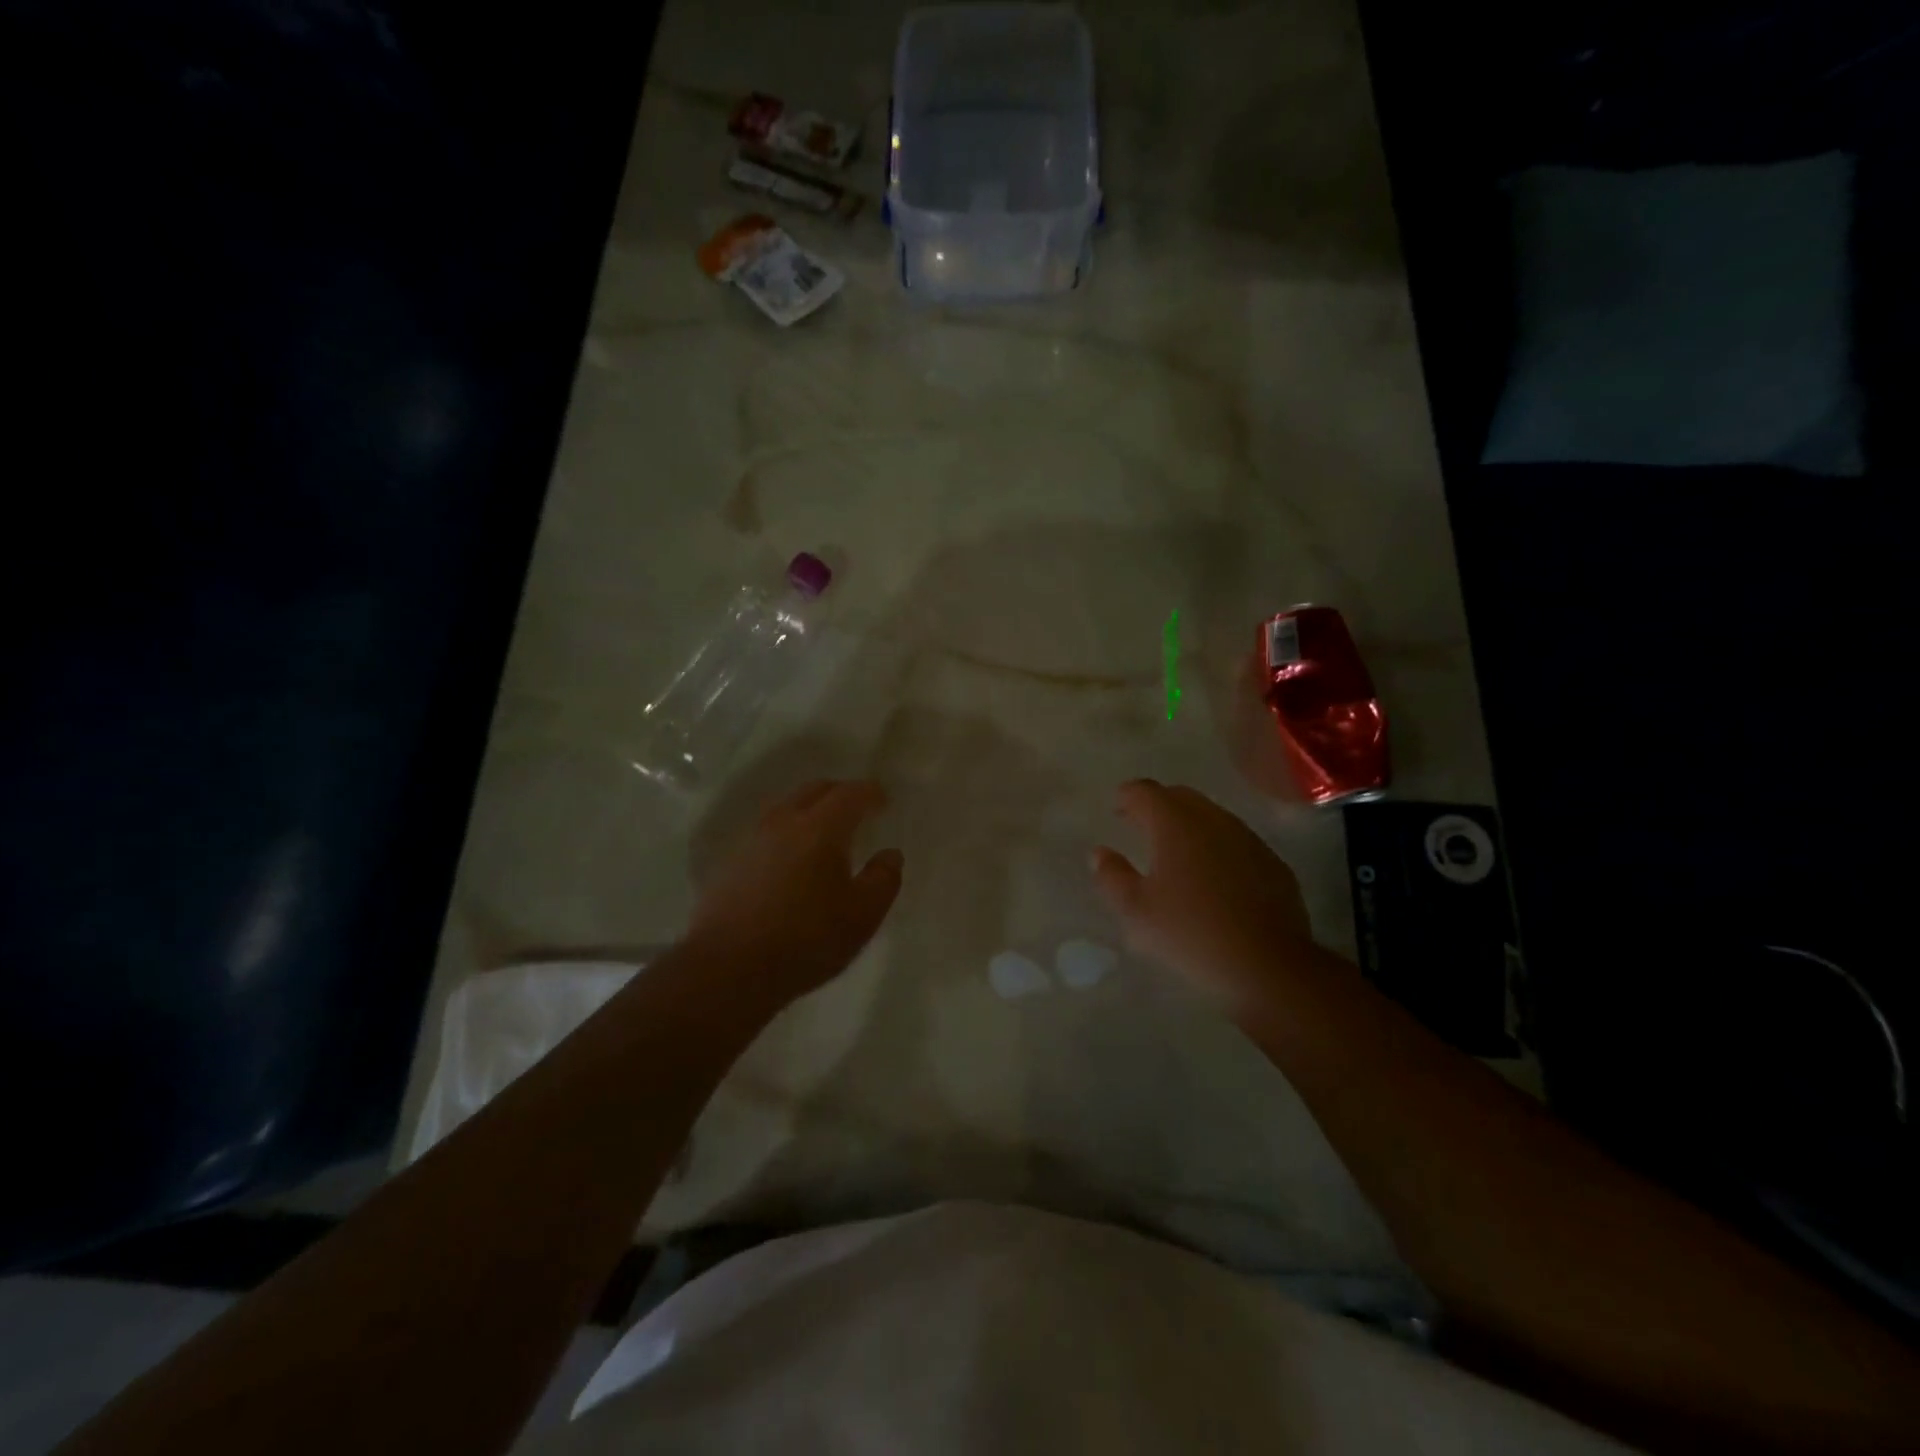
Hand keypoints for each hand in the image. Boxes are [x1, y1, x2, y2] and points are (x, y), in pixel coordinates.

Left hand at [686, 779, 902, 1009]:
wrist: (727, 969)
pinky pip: (766, 832)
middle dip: (839, 793)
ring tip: (823, 833)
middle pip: (814, 790)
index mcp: (820, 828)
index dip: (870, 792)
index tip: (883, 800)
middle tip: (857, 809)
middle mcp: (783, 823)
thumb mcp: (862, 916)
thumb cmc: (805, 940)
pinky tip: (791, 859)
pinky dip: (786, 833)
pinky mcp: (730, 863)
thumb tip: (890, 854)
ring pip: (786, 808)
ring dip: (809, 811)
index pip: (849, 794)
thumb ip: (883, 880)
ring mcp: (752, 841)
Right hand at [1091, 780, 1318, 1012]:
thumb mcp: (1136, 912)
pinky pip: (1236, 841)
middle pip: (1180, 796)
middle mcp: (1213, 820)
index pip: (1146, 791)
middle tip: (1141, 825)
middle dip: (1158, 805)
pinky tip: (1213, 876)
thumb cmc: (1190, 933)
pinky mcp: (1272, 862)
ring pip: (1212, 816)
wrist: (1267, 965)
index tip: (1117, 809)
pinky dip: (1217, 846)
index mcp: (1175, 824)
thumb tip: (1100, 853)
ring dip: (1190, 824)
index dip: (1128, 796)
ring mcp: (1247, 839)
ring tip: (1176, 851)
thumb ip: (1112, 876)